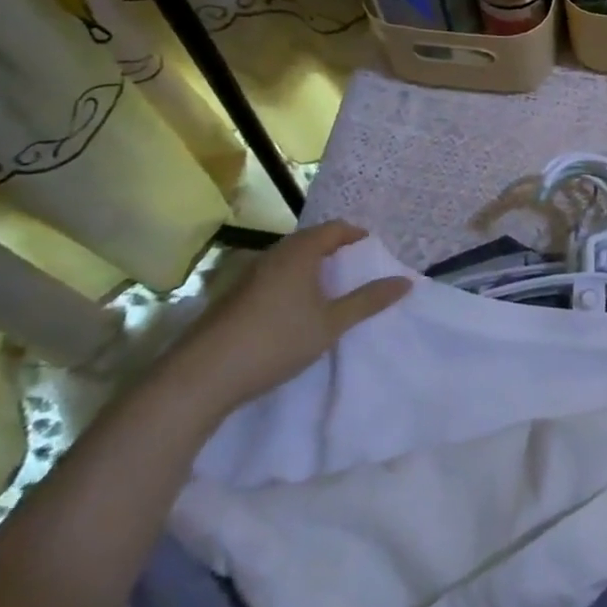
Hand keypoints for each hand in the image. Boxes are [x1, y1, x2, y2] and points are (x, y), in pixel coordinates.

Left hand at [162, 220, 408, 421]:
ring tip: (329, 294)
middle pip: (310, 241)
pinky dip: (291, 285)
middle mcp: (273, 255)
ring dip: (311, 270)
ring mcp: (248, 276)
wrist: (200, 378)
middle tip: (356, 273)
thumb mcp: (330, 324)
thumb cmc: (275, 341)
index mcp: (299, 252)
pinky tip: (293, 314)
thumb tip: (406, 281)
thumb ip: (368, 301)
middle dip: (335, 252)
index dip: (357, 236)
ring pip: (289, 261)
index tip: (374, 254)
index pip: (335, 228)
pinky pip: (272, 278)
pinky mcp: (232, 298)